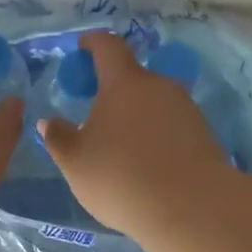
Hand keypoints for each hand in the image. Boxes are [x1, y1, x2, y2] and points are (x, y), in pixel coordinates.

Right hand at [37, 30, 233, 236]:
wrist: (192, 209)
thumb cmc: (122, 177)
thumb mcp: (76, 163)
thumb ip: (59, 138)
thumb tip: (48, 122)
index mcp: (124, 82)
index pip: (108, 46)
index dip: (93, 42)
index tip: (82, 47)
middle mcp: (159, 86)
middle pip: (133, 77)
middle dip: (113, 90)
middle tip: (96, 116)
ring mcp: (186, 109)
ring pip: (154, 102)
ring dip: (136, 116)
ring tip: (122, 147)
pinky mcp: (204, 134)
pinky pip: (172, 125)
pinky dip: (156, 135)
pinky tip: (148, 164)